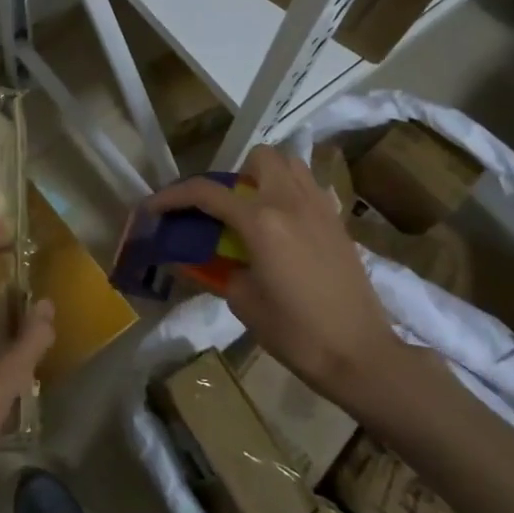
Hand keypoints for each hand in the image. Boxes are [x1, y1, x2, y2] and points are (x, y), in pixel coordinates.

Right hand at [149, 145, 402, 400]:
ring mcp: (320, 208)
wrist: (360, 355)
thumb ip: (214, 269)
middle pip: (259, 157)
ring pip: (290, 163)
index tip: (153, 206)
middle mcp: (291, 203)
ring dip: (266, 176)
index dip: (173, 196)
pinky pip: (309, 187)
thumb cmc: (295, 333)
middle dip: (233, 174)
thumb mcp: (242, 302)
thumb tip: (190, 259)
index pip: (207, 193)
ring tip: (254, 209)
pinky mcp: (338, 222)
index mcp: (261, 222)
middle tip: (223, 208)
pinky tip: (284, 226)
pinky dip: (290, 192)